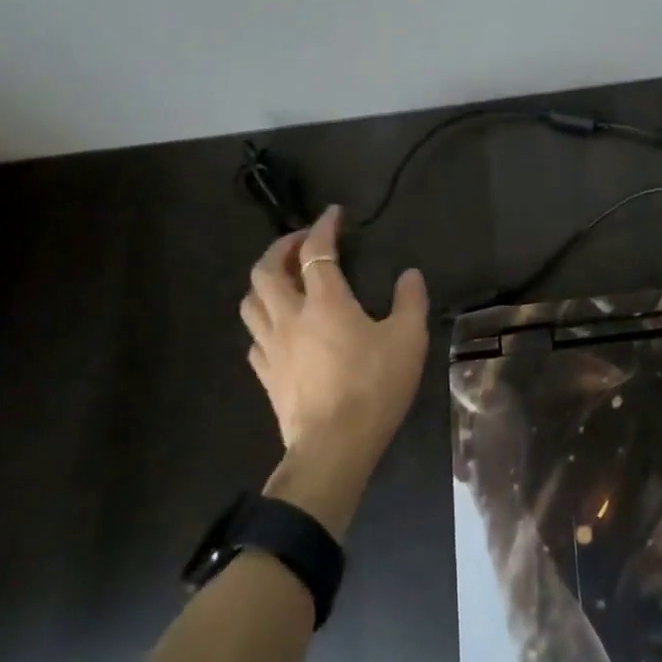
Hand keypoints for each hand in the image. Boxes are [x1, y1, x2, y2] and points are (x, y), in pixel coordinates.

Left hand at [239, 206, 429, 468]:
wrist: (334, 447)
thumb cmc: (374, 387)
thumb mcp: (408, 339)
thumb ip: (410, 301)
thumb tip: (409, 275)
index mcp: (325, 301)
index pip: (316, 251)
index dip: (323, 226)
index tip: (333, 213)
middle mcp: (290, 316)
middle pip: (266, 269)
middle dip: (280, 247)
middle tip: (299, 242)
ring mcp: (271, 346)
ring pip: (251, 301)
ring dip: (263, 280)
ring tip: (282, 278)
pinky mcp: (265, 374)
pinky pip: (254, 336)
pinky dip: (263, 319)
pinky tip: (278, 326)